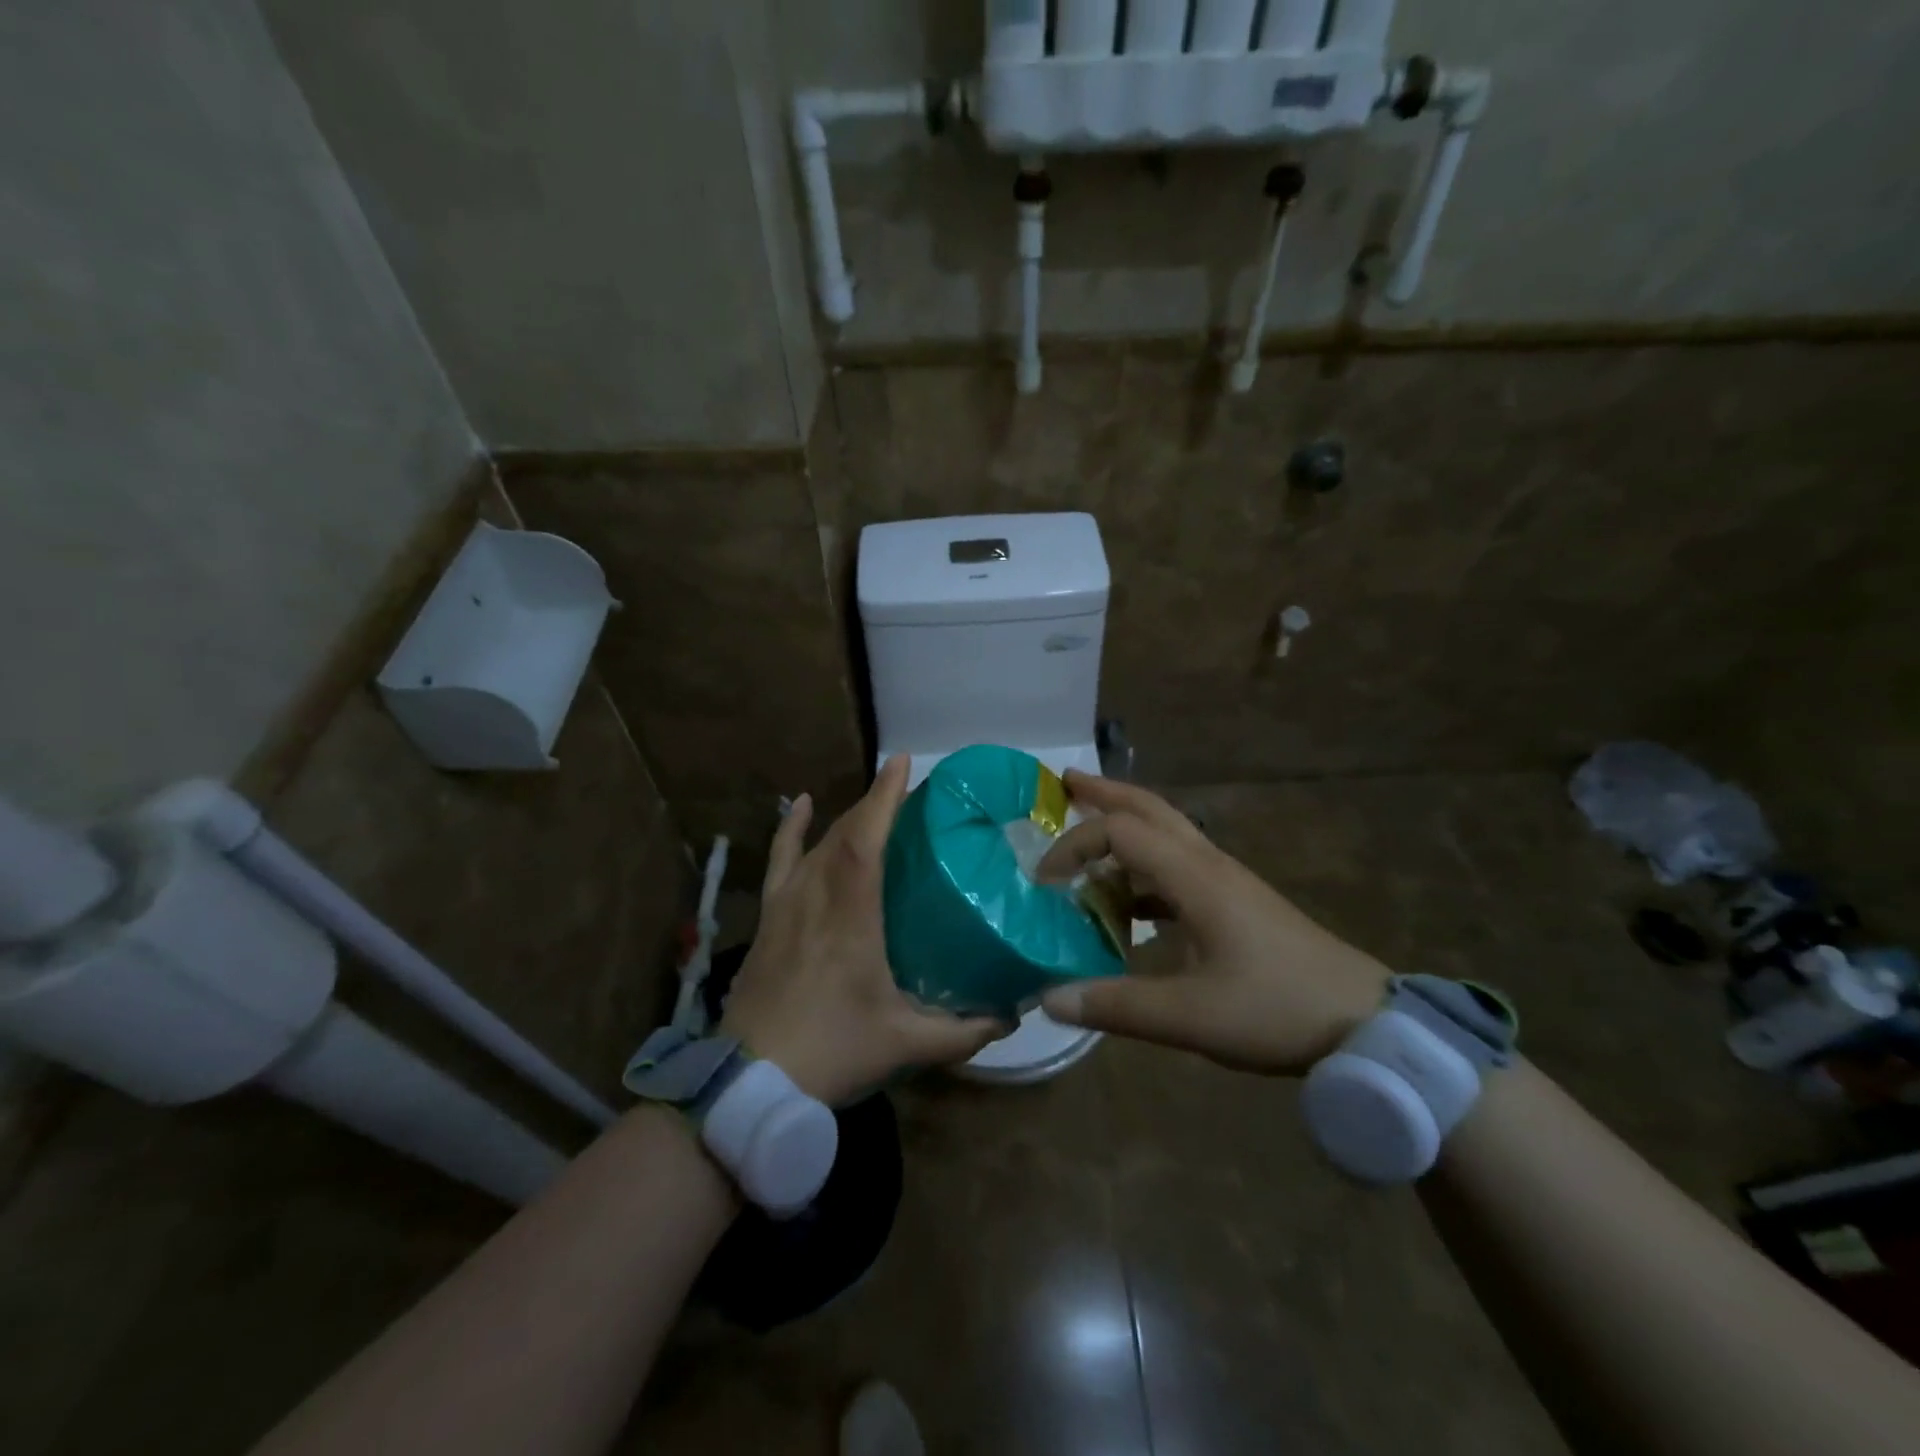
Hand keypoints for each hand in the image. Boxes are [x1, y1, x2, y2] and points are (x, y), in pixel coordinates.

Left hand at [720, 756, 1004, 1105]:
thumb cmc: (833, 1051)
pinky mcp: (768, 917)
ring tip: (875, 805)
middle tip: (910, 792)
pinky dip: (790, 829)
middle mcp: (816, 894)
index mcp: (852, 914)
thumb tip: (1012, 1014)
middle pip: (845, 832)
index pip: (867, 838)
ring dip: (847, 818)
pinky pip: (780, 860)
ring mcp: (786, 903)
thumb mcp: (907, 1044)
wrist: (751, 1082)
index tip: (904, 762)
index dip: (885, 796)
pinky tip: (799, 805)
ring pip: (818, 843)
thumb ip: (964, 1030)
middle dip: (876, 803)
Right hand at [1035, 772, 1390, 1075]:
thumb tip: (1048, 999)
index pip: (1120, 832)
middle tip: (1063, 783)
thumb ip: (1116, 1006)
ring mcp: (1225, 880)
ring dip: (1122, 830)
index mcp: (1194, 877)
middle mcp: (1208, 864)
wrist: (1363, 1022)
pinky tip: (1127, 904)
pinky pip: (1177, 867)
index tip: (1045, 883)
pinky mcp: (1236, 901)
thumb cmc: (1276, 1009)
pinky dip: (1142, 870)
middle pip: (1148, 809)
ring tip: (1085, 842)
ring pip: (1166, 834)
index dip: (1075, 846)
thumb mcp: (1190, 1016)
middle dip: (1103, 793)